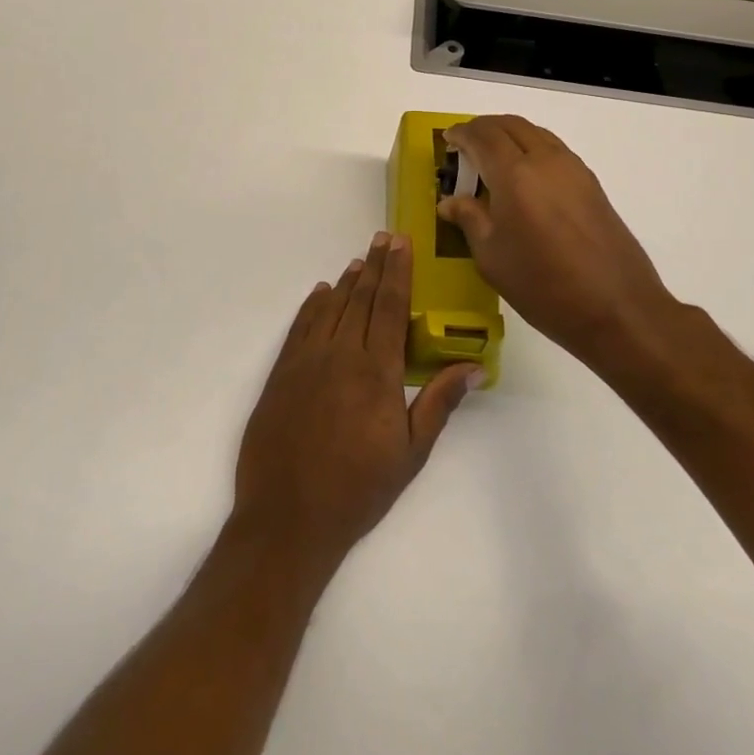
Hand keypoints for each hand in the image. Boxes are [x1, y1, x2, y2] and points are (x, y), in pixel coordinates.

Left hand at [233, 233, 479, 565]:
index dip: (397, 272)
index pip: (390, 307)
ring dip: (346, 281)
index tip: (401, 243)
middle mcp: (341, 354)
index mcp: (377, 371)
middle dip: (375, 265)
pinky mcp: (281, 373)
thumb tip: (472, 367)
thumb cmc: (358, 489)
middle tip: (384, 238)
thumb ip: (439, 404)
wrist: (288, 516)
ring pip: (330, 307)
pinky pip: (300, 326)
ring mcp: (306, 361)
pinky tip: (320, 292)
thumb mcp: (410, 453)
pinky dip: (312, 305)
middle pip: (360, 298)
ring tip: (359, 260)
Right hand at [438, 115, 693, 374]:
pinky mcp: (591, 184)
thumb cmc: (543, 285)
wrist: (617, 308)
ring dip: (509, 135)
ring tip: (491, 157)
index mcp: (515, 175)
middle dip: (484, 128)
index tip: (447, 139)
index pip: (483, 137)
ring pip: (535, 133)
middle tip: (465, 144)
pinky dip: (531, 147)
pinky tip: (523, 176)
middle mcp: (545, 161)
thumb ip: (470, 220)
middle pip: (511, 126)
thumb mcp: (492, 257)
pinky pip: (553, 149)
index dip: (461, 134)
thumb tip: (450, 202)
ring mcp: (573, 169)